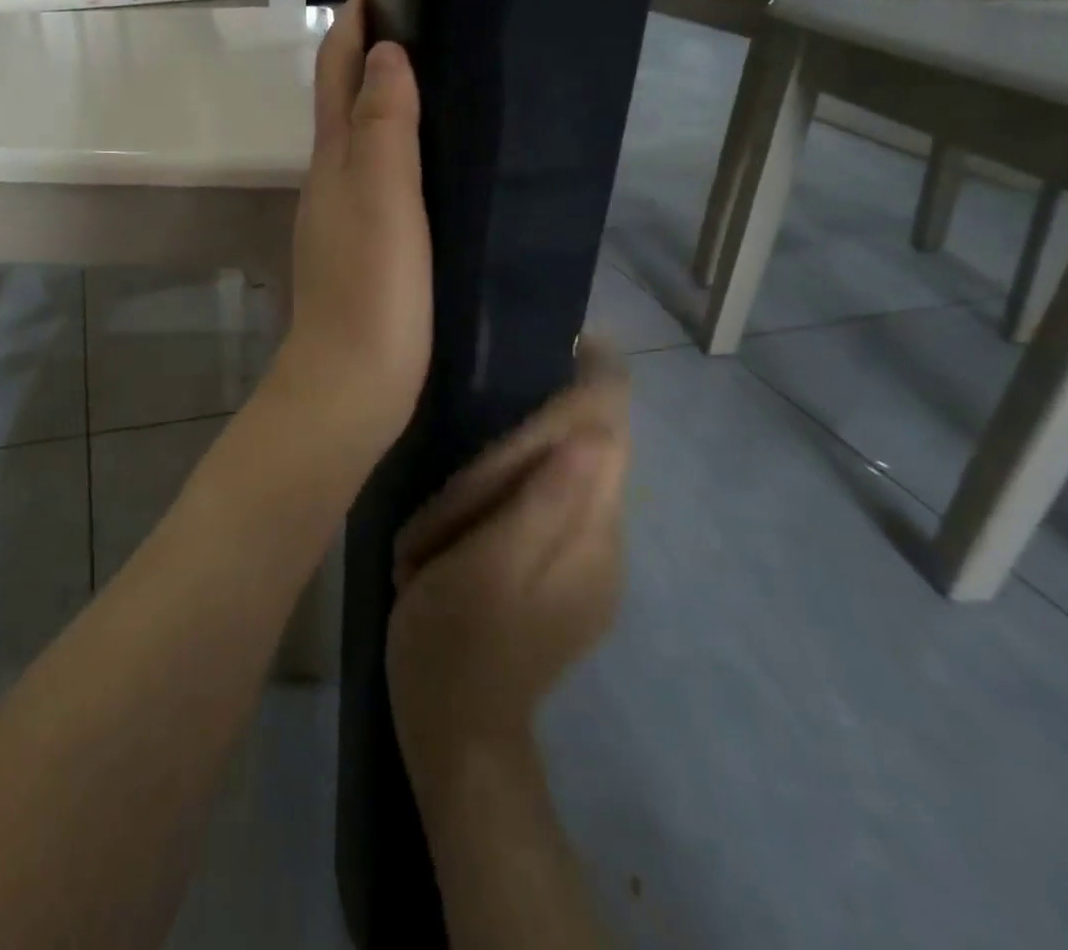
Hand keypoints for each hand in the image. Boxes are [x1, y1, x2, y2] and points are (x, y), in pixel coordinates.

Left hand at [270, 0, 431, 464]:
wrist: (351, 384)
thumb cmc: (372, 288)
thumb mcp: (383, 197)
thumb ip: (384, 123)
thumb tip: (385, 52)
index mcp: (334, 159)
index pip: (336, 72)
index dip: (353, 26)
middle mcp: (329, 180)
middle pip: (343, 101)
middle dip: (371, 56)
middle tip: (426, 25)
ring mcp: (342, 218)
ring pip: (360, 142)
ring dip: (385, 104)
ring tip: (438, 82)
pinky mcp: (362, 251)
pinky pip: (378, 182)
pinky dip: (397, 153)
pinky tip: (431, 163)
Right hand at [387, 341, 630, 771]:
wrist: (458, 731)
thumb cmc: (454, 641)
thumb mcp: (485, 569)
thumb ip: (542, 502)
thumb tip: (595, 432)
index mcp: (587, 535)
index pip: (613, 432)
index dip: (601, 378)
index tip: (572, 336)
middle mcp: (605, 540)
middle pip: (598, 445)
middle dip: (550, 420)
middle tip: (488, 423)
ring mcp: (591, 561)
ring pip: (577, 471)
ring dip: (529, 455)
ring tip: (471, 481)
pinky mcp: (569, 574)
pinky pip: (560, 500)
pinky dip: (526, 482)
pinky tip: (483, 501)